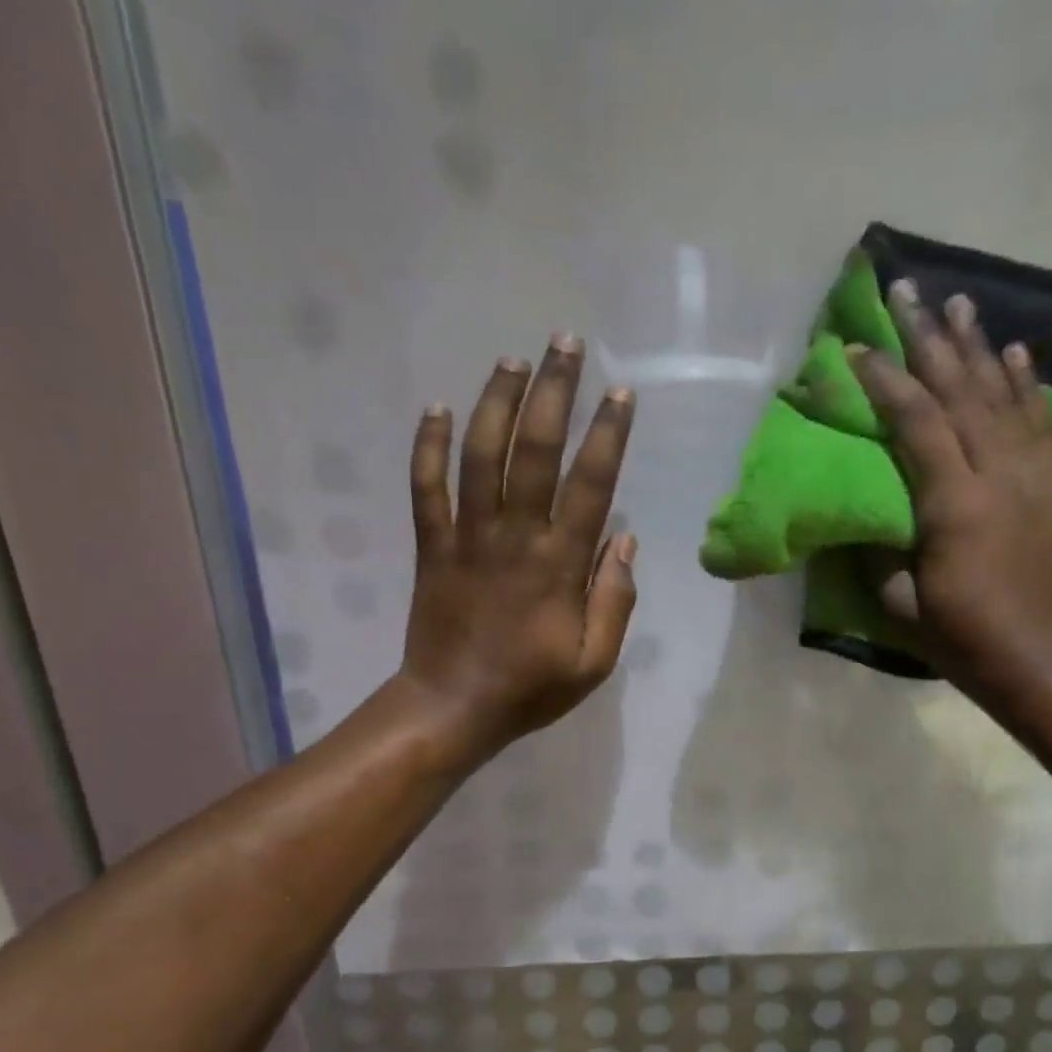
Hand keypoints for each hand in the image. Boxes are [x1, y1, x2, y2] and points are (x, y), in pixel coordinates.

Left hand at [396, 335, 637, 761]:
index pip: (590, 485)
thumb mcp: (595, 662)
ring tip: (513, 360)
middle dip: (554, 393)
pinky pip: (425, 488)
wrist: (453, 708)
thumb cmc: (531, 688)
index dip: (607, 435)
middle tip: (566, 343)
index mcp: (559, 566)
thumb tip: (625, 541)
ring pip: (480, 455)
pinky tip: (436, 407)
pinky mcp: (430, 547)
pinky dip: (427, 446)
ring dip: (496, 403)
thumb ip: (615, 601)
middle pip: (534, 451)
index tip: (620, 393)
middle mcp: (514, 537)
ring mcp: (466, 538)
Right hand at [850, 280, 1051, 699]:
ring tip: (960, 301)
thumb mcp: (902, 604)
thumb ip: (879, 554)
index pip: (917, 423)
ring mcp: (1032, 476)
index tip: (858, 347)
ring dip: (979, 346)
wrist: (1043, 660)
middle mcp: (997, 474)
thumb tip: (863, 518)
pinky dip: (1027, 386)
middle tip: (908, 291)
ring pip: (1003, 396)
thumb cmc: (964, 639)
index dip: (886, 382)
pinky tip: (1017, 355)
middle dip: (930, 339)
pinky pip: (1041, 423)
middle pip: (961, 391)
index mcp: (954, 504)